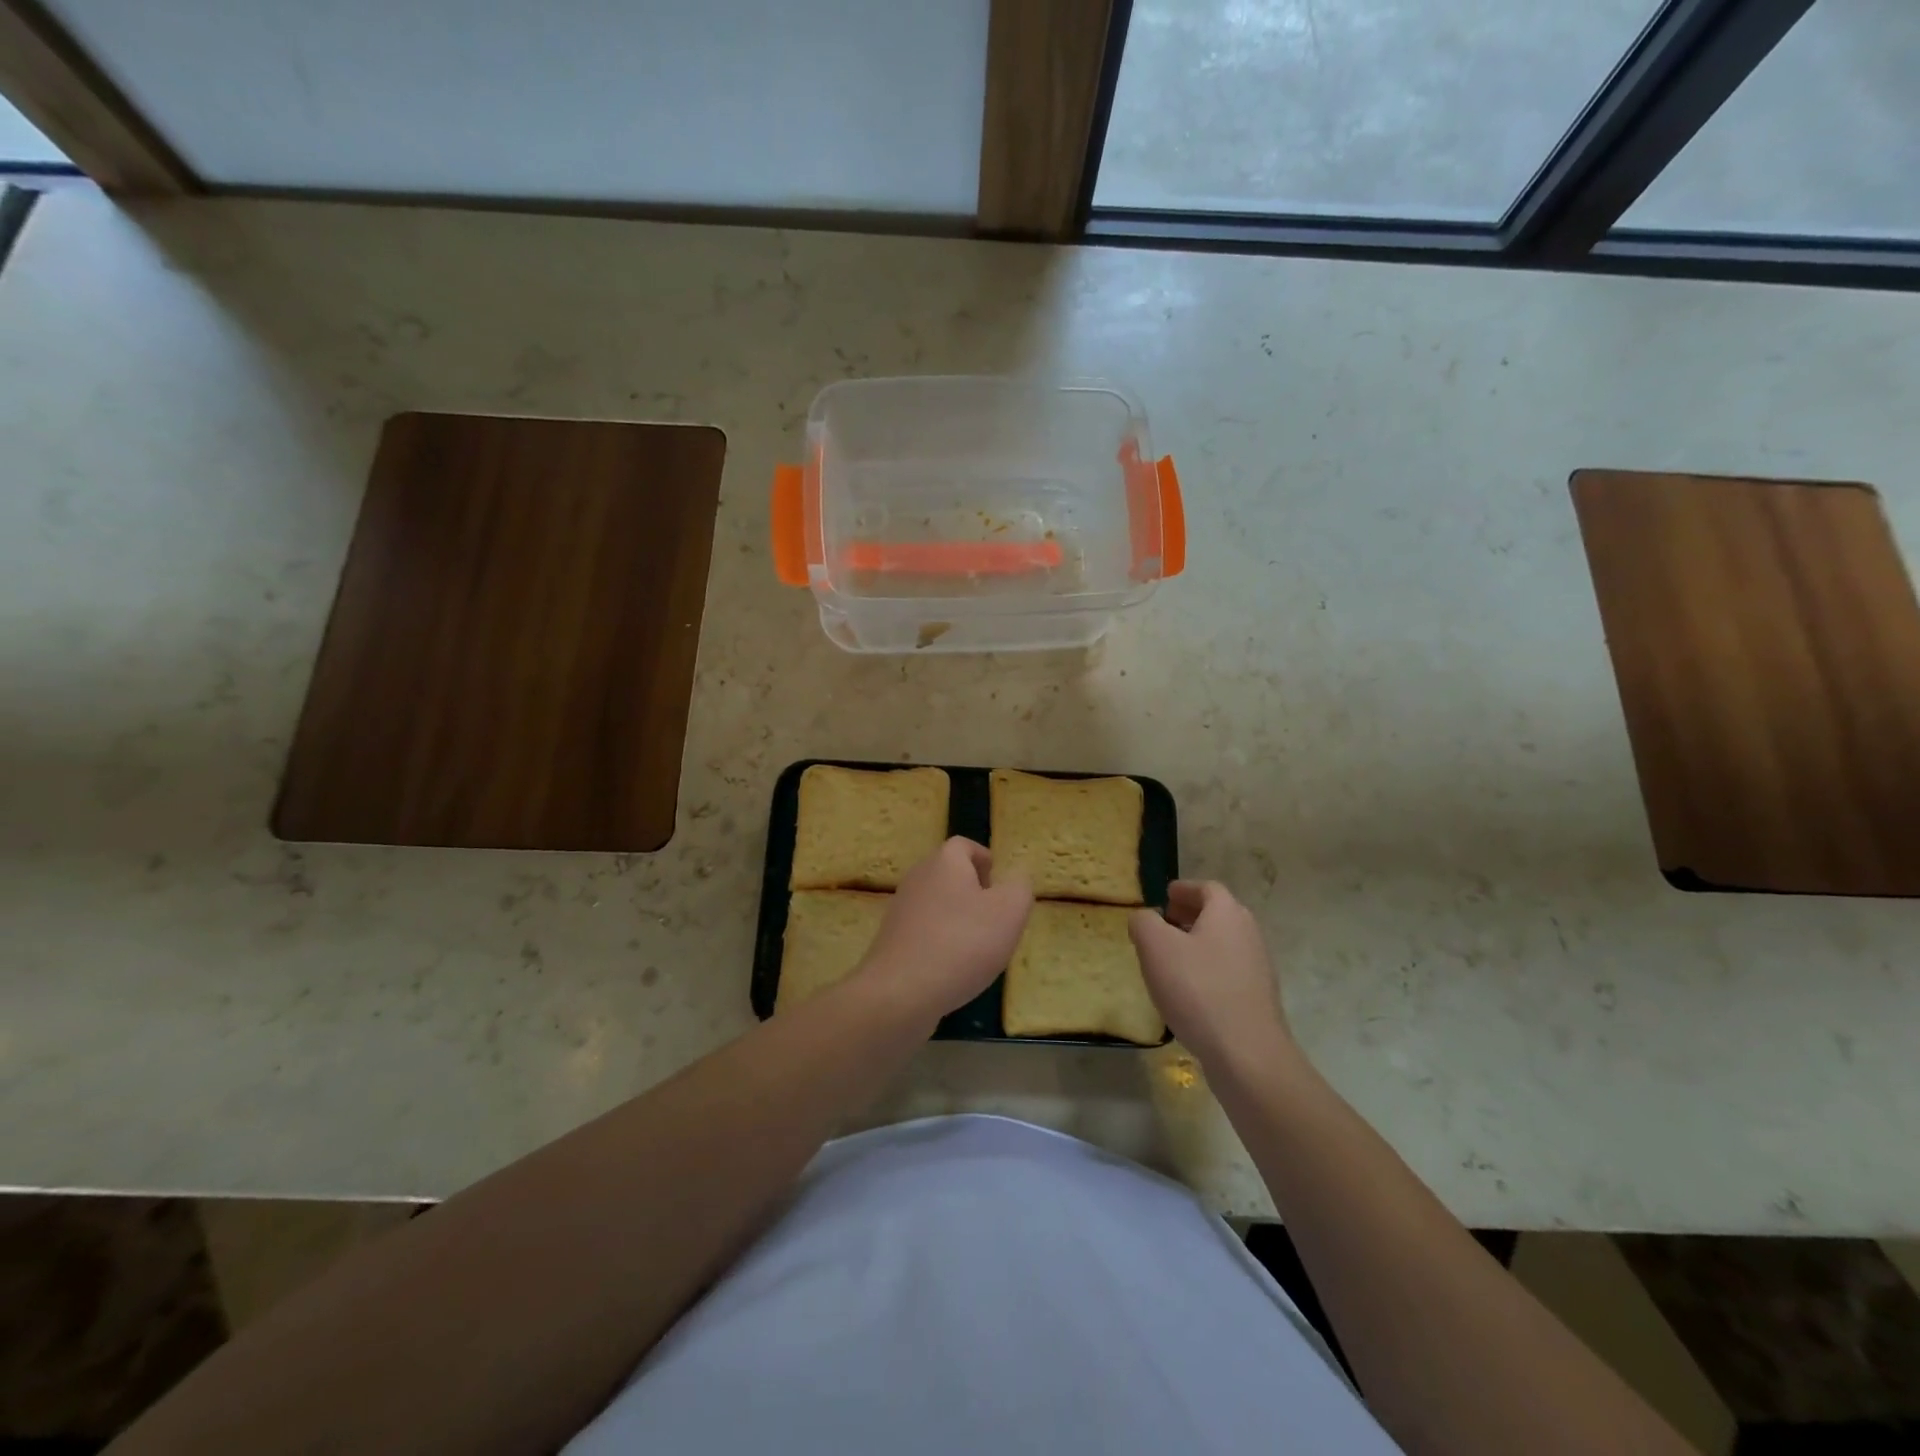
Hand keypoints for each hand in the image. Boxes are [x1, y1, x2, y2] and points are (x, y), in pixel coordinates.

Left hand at [856, 838, 1032, 1029]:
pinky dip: (941, 941)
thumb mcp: (1009, 912)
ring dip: (958, 918)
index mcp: (945, 862)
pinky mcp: (892, 939)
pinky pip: (924, 931)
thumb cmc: (962, 942)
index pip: (964, 846)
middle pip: (949, 874)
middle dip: (973, 891)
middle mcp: (918, 877)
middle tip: (995, 917)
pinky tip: (954, 968)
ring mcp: (901, 909)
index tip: (999, 884)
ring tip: (978, 947)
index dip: (984, 859)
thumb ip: (1019, 888)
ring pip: (937, 903)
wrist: (902, 991)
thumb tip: (1015, 880)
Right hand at [1130, 880, 1295, 1073]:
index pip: (1207, 888)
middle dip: (1190, 915)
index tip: (1165, 895)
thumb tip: (1145, 918)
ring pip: (1223, 944)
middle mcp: (1248, 934)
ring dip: (1197, 944)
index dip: (1184, 889)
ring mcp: (1258, 968)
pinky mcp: (1258, 999)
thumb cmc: (1197, 989)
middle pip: (1218, 914)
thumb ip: (1144, 922)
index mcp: (1227, 913)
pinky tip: (1188, 991)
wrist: (1247, 1053)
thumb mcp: (1155, 947)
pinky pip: (1228, 971)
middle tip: (1163, 924)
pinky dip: (1207, 970)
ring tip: (1169, 959)